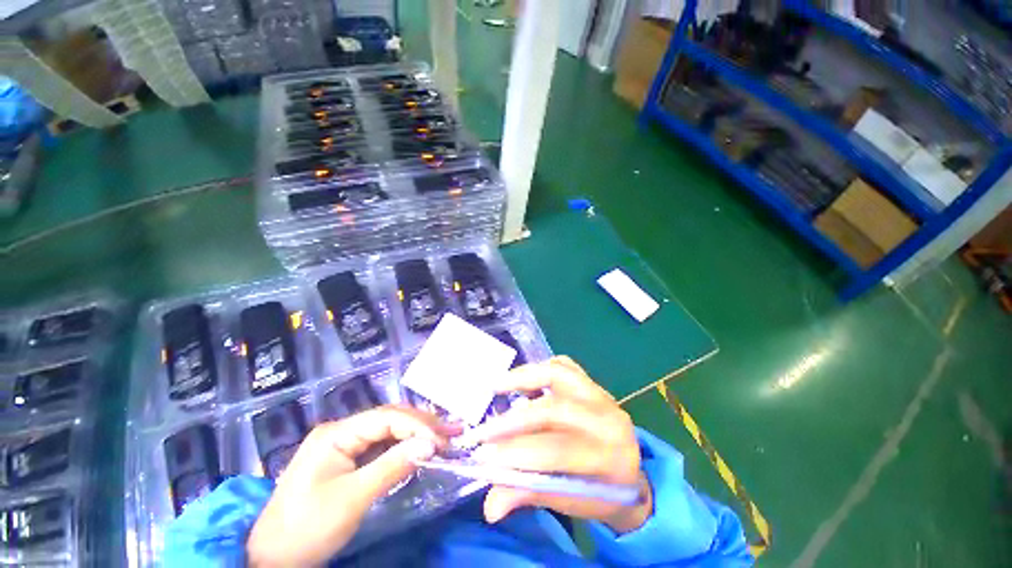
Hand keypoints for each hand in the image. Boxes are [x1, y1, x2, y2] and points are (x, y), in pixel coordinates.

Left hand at [246, 405, 457, 566]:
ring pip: (387, 430)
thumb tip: (431, 445)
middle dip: (421, 424)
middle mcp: (341, 430)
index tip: (442, 439)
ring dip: (415, 433)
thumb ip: (393, 467)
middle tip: (451, 431)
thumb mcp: (353, 499)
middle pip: (389, 419)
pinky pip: (380, 445)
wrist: (271, 558)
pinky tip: (419, 447)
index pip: (386, 418)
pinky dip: (403, 446)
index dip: (417, 425)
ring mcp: (343, 443)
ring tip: (443, 436)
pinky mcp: (346, 458)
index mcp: (336, 433)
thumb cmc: (307, 528)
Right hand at [472, 357, 651, 533]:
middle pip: (554, 409)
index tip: (484, 457)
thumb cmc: (601, 493)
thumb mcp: (571, 502)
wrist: (630, 473)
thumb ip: (531, 496)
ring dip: (523, 378)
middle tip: (484, 430)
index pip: (558, 450)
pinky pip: (564, 365)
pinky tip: (523, 380)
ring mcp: (601, 393)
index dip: (518, 453)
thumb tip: (490, 507)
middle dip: (513, 420)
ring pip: (559, 374)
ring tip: (496, 386)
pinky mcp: (592, 381)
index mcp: (609, 457)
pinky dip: (540, 368)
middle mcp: (608, 418)